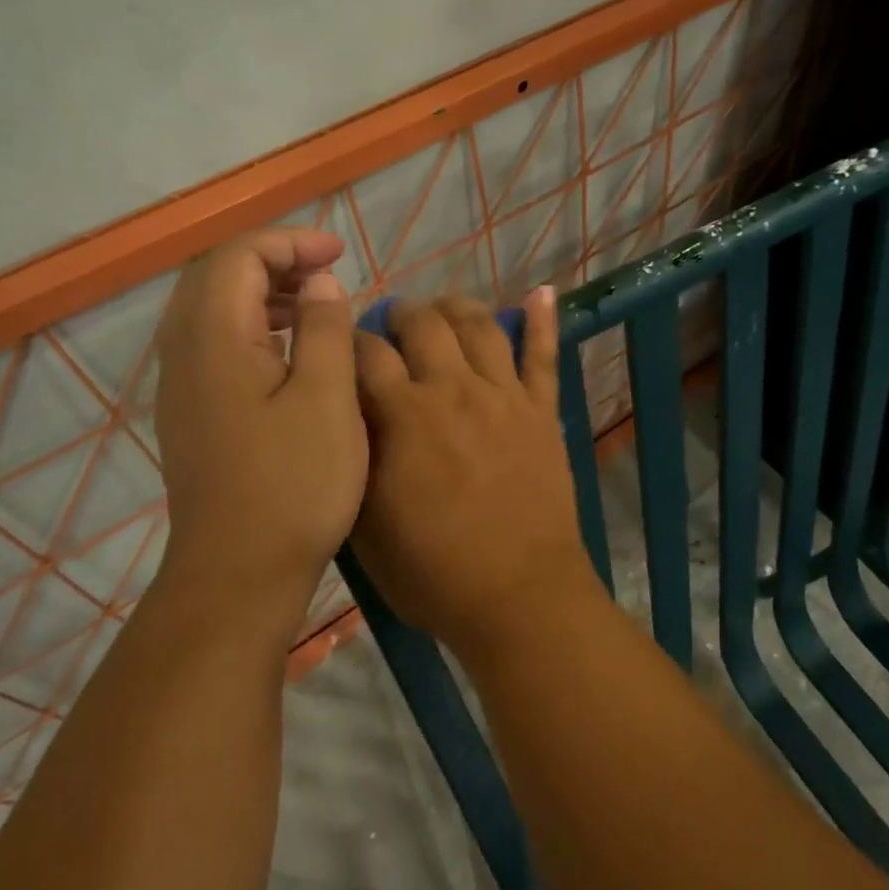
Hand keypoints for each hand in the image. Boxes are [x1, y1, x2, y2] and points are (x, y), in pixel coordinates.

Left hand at [152, 230, 363, 638]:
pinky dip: (251, 329)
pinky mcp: (189, 415)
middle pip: (217, 277)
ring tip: (313, 308)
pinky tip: (289, 356)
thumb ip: (324, 328)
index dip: (291, 243)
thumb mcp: (327, 397)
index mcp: (213, 338)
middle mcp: (183, 353)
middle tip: (326, 275)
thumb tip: (320, 283)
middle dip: (273, 262)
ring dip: (262, 295)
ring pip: (212, 312)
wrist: (239, 572)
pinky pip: (213, 345)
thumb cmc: (294, 483)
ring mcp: (180, 387)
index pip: (240, 257)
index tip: (340, 256)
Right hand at [350, 290, 595, 653]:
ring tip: (443, 308)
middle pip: (423, 323)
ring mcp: (503, 396)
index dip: (349, 341)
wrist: (518, 596)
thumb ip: (355, 457)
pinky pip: (544, 355)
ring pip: (480, 326)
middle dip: (400, 314)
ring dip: (456, 308)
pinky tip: (540, 293)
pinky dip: (543, 320)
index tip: (344, 347)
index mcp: (402, 414)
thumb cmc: (433, 572)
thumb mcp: (365, 523)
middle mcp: (453, 389)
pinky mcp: (542, 411)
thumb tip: (347, 413)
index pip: (366, 351)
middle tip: (394, 324)